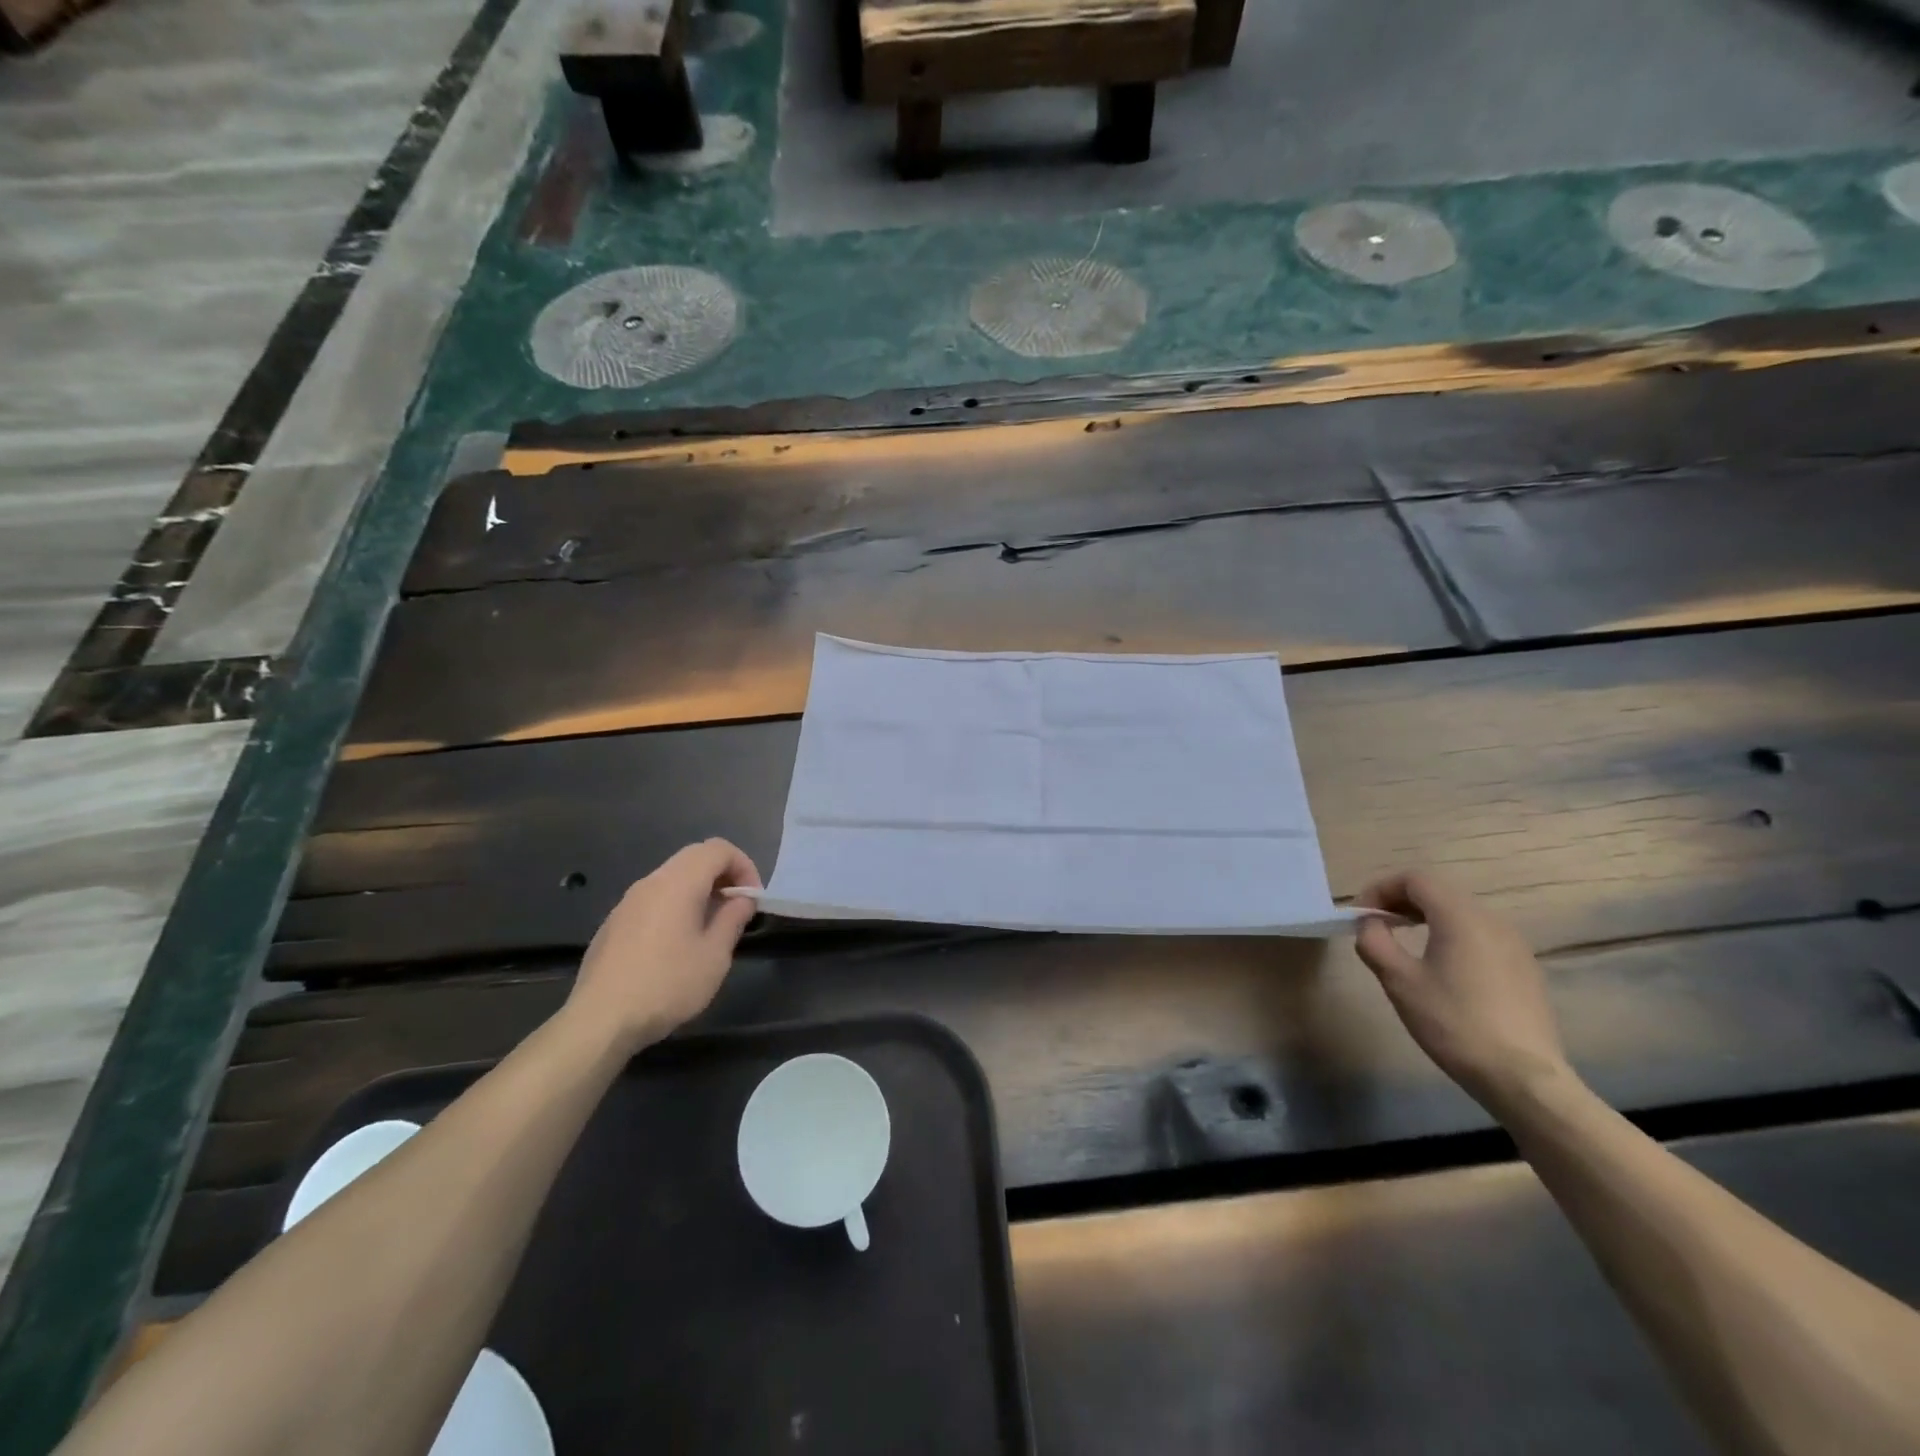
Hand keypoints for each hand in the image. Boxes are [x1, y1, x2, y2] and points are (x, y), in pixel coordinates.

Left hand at [567, 839, 761, 1052]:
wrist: (600, 1021)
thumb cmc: (667, 985)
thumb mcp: (714, 955)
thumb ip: (733, 918)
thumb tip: (742, 899)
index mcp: (678, 883)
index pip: (718, 849)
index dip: (743, 866)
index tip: (752, 898)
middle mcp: (650, 882)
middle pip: (694, 857)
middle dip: (723, 874)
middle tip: (737, 907)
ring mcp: (627, 902)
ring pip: (672, 877)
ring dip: (699, 890)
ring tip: (711, 926)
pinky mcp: (613, 923)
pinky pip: (653, 899)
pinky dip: (676, 905)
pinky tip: (677, 944)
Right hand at [1354, 870, 1574, 1112]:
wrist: (1523, 1078)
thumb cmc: (1454, 1023)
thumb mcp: (1399, 981)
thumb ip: (1374, 942)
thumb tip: (1369, 924)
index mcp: (1461, 917)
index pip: (1415, 879)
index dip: (1380, 889)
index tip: (1360, 916)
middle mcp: (1492, 921)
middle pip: (1439, 893)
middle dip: (1400, 902)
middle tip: (1375, 926)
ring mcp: (1514, 945)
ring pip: (1460, 914)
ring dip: (1425, 918)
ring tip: (1403, 944)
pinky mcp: (1524, 969)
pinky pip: (1479, 936)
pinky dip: (1450, 936)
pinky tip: (1440, 969)